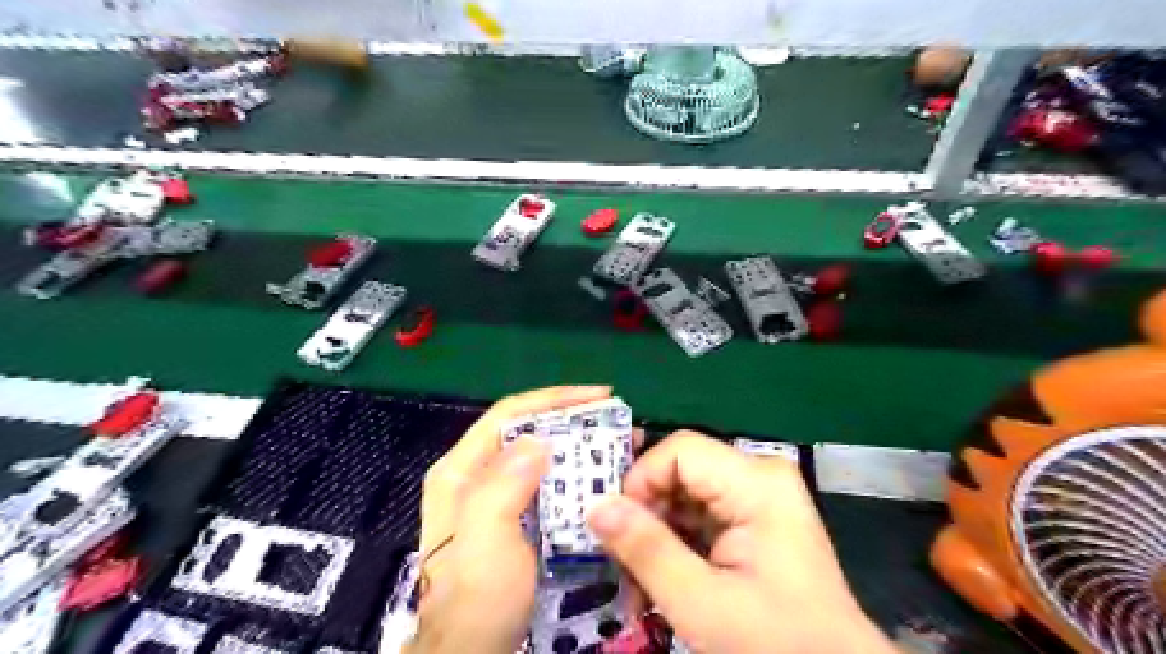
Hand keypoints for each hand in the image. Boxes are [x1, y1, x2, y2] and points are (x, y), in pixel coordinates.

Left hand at [406, 385, 611, 651]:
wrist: (470, 653)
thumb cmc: (478, 597)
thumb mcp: (488, 539)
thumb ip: (504, 483)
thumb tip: (539, 438)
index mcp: (460, 470)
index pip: (509, 414)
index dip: (554, 399)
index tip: (600, 396)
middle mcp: (475, 476)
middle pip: (526, 431)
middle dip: (573, 421)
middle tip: (617, 422)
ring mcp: (494, 498)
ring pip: (540, 457)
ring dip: (578, 448)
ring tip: (619, 445)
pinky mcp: (514, 519)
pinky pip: (546, 484)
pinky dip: (574, 476)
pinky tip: (601, 480)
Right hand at [589, 431, 895, 651]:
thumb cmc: (775, 642)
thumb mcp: (701, 602)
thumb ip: (646, 549)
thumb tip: (595, 506)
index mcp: (756, 482)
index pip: (680, 450)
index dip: (641, 480)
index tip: (616, 528)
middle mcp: (759, 476)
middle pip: (680, 472)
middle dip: (644, 516)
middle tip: (620, 564)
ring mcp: (759, 497)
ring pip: (684, 495)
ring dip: (655, 537)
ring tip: (636, 586)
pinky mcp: (754, 519)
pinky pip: (699, 515)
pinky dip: (675, 545)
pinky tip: (660, 583)